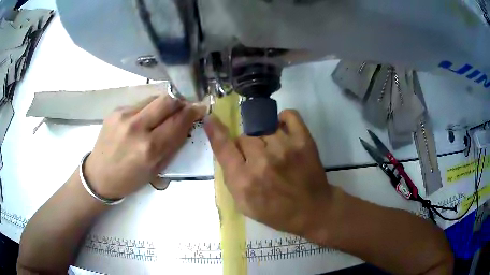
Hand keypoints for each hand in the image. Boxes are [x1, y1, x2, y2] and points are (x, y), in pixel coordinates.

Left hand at [85, 95, 205, 198]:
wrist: (99, 175)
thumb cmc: (130, 179)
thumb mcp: (156, 169)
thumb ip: (172, 145)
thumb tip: (186, 125)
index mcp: (149, 149)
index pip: (178, 121)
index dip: (193, 112)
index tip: (200, 108)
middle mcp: (137, 127)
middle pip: (167, 100)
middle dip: (181, 102)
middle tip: (184, 108)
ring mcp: (124, 116)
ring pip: (154, 98)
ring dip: (165, 104)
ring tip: (164, 115)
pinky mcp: (116, 110)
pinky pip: (140, 103)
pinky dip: (149, 108)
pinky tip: (146, 119)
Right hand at [204, 110, 335, 236]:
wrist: (313, 210)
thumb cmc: (277, 212)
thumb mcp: (245, 205)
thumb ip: (231, 178)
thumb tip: (226, 151)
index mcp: (244, 181)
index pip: (224, 148)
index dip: (215, 131)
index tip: (210, 118)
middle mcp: (262, 161)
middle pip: (244, 138)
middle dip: (248, 149)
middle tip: (259, 161)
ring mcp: (284, 148)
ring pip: (264, 129)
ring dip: (266, 140)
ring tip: (276, 154)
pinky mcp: (304, 140)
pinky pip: (289, 116)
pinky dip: (283, 119)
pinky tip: (283, 130)